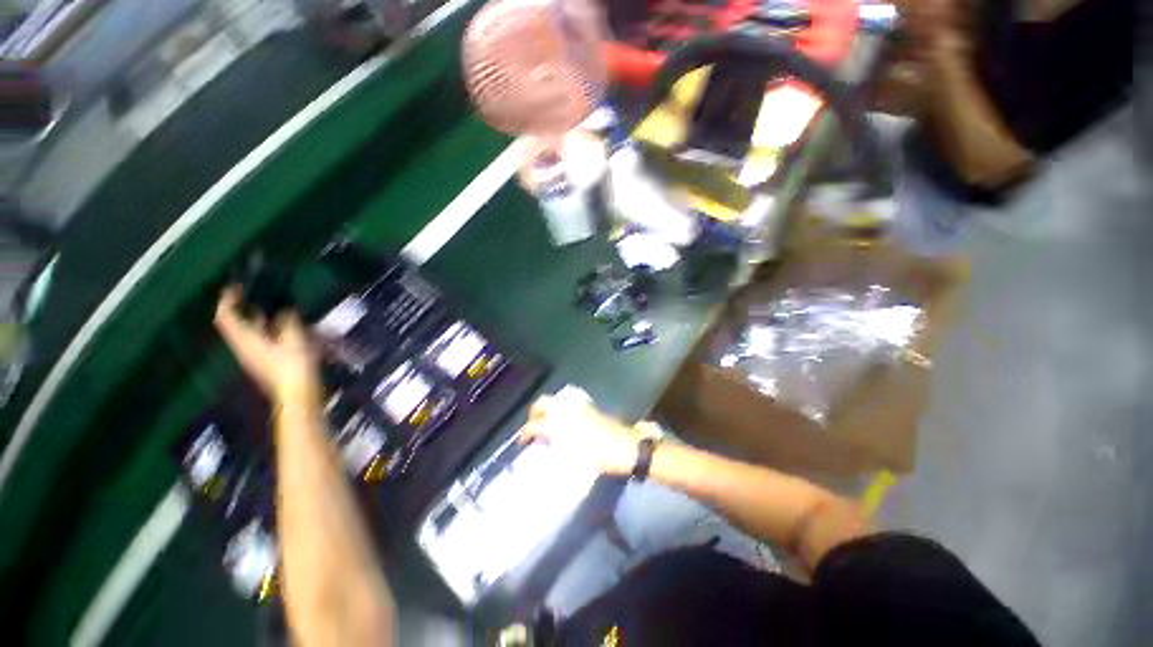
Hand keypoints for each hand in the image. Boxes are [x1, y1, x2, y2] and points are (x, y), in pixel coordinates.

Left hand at [214, 285, 321, 404]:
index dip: (228, 300)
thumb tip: (285, 311)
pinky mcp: (266, 363)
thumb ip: (288, 322)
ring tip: (278, 311)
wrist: (298, 395)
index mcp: (247, 340)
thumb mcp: (295, 339)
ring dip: (260, 320)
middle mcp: (245, 348)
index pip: (227, 317)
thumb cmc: (294, 367)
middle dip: (245, 309)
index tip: (237, 287)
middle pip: (236, 325)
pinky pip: (262, 341)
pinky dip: (270, 331)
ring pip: (250, 333)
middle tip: (259, 295)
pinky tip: (287, 330)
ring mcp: (255, 357)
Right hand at [518, 395, 655, 475]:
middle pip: (543, 403)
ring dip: (546, 408)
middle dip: (534, 413)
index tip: (523, 442)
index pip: (536, 424)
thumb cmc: (600, 457)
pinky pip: (568, 401)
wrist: (626, 447)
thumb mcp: (575, 461)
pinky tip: (562, 420)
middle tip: (533, 426)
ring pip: (555, 399)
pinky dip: (559, 407)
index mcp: (562, 424)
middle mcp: (567, 410)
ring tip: (545, 422)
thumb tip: (544, 447)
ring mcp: (578, 406)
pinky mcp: (588, 406)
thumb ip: (556, 451)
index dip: (526, 433)